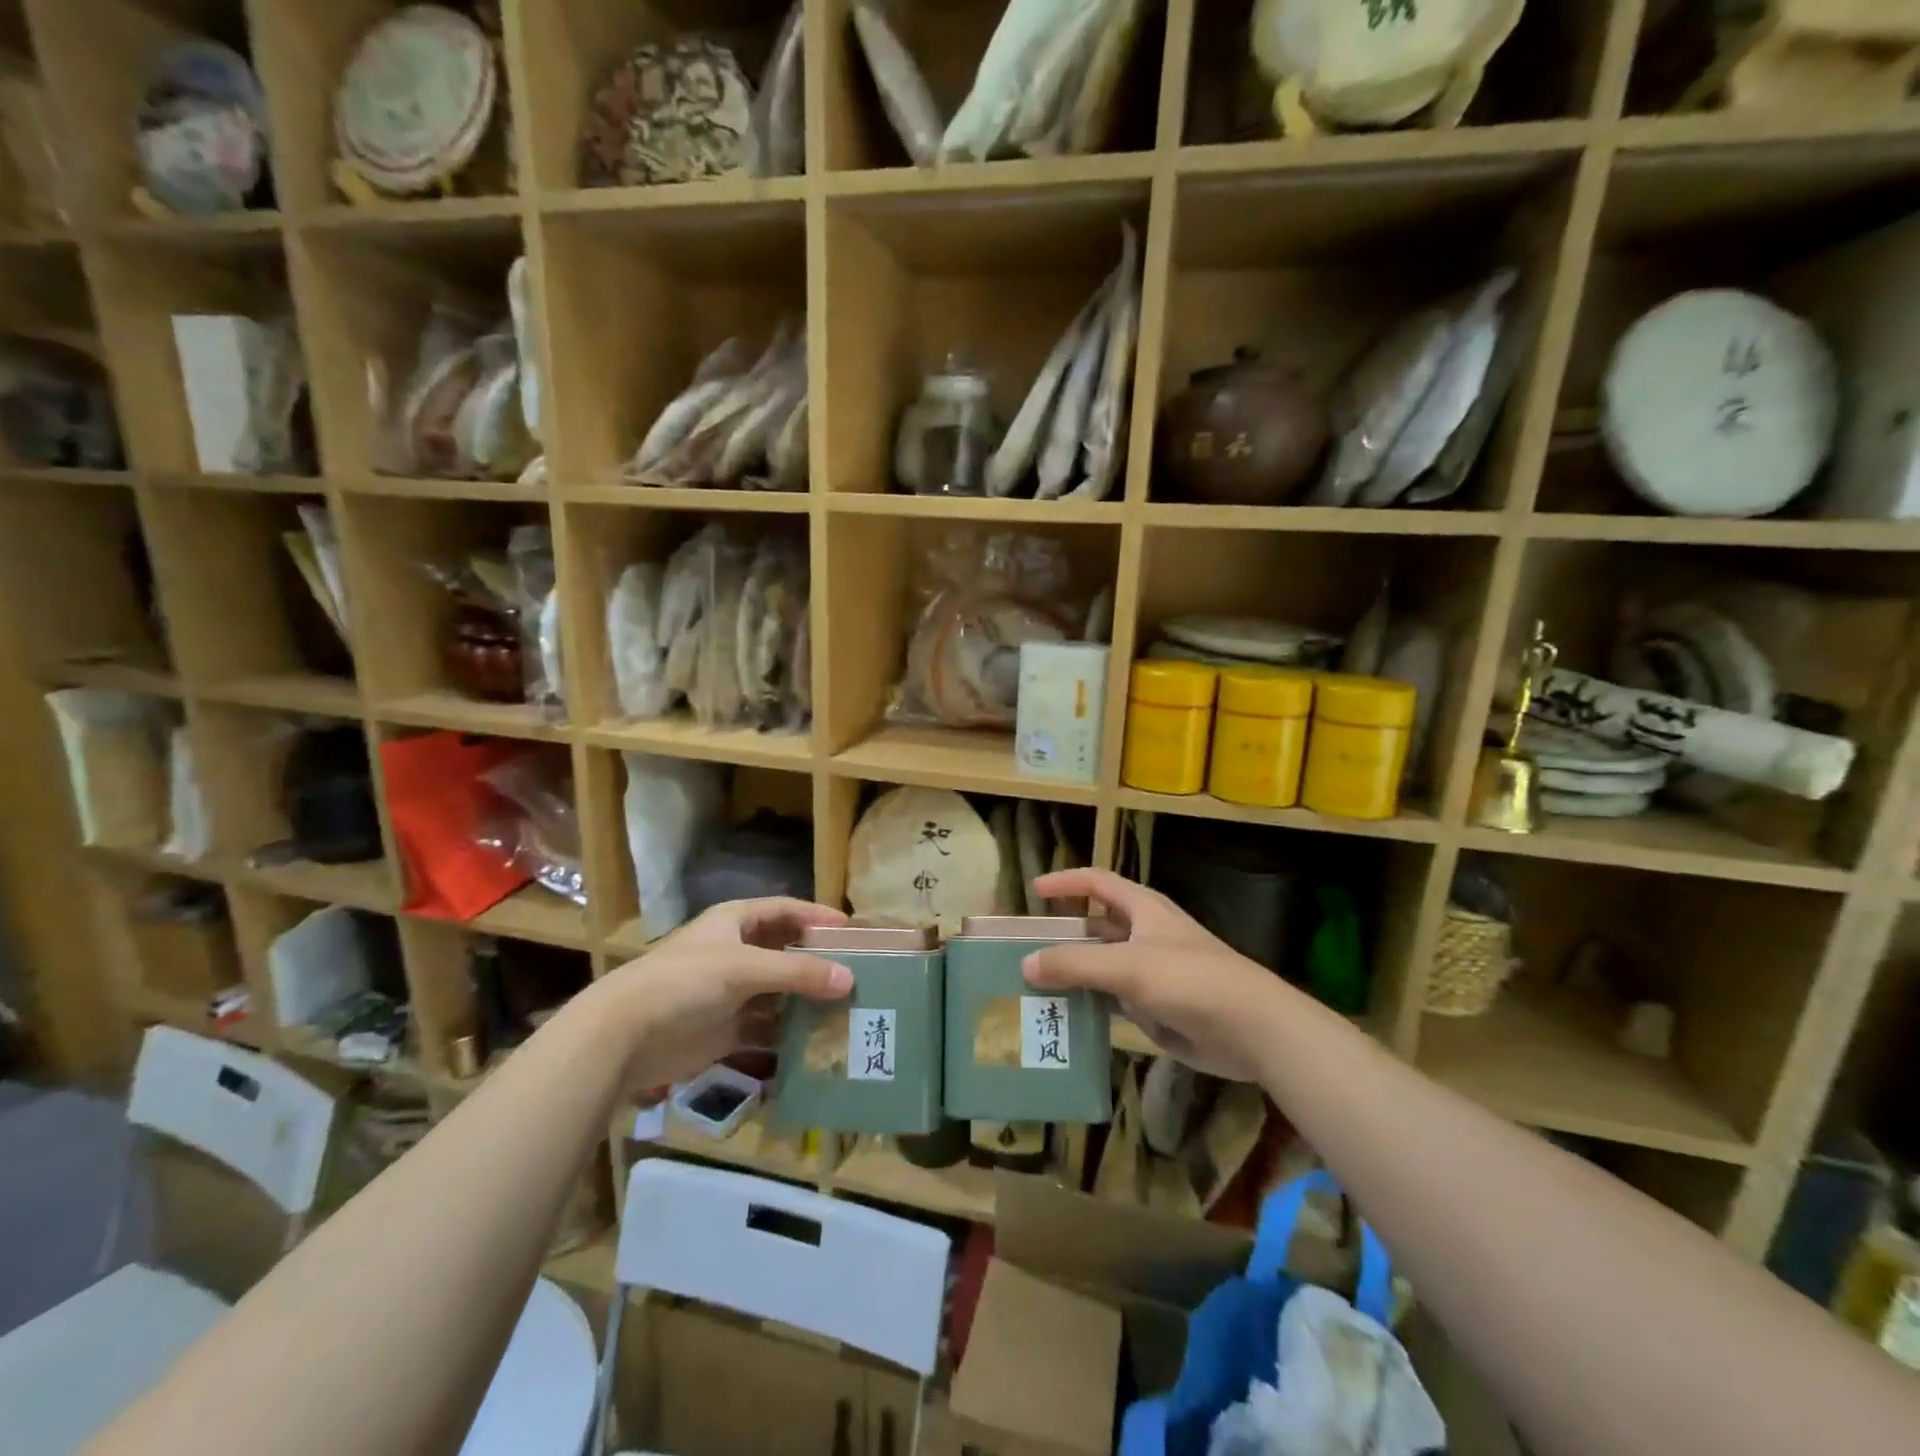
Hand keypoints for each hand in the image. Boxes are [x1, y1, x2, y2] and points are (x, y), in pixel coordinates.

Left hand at [602, 897, 852, 1087]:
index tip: (853, 931)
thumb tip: (850, 979)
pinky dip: (788, 1034)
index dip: (818, 917)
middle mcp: (736, 952)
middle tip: (858, 974)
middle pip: (785, 952)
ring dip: (806, 1000)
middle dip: (818, 962)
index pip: (786, 911)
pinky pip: (766, 1028)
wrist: (624, 1037)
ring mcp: (730, 992)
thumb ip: (798, 972)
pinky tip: (816, 1042)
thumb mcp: (745, 967)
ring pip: (779, 992)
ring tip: (846, 1010)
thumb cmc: (685, 982)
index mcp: (736, 922)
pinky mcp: (725, 1029)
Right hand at [1022, 868, 1301, 1080]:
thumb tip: (1026, 963)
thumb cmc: (1189, 979)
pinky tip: (1066, 1018)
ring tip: (1034, 987)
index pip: (1096, 882)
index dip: (1065, 882)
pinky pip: (1114, 1000)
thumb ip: (1074, 963)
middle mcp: (1144, 934)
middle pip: (1096, 926)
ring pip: (1102, 966)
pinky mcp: (1157, 1006)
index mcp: (1142, 909)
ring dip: (1074, 974)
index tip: (1033, 892)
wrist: (1251, 1028)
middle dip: (1063, 935)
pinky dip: (1091, 1005)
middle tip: (1025, 950)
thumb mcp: (1127, 966)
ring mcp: (1151, 972)